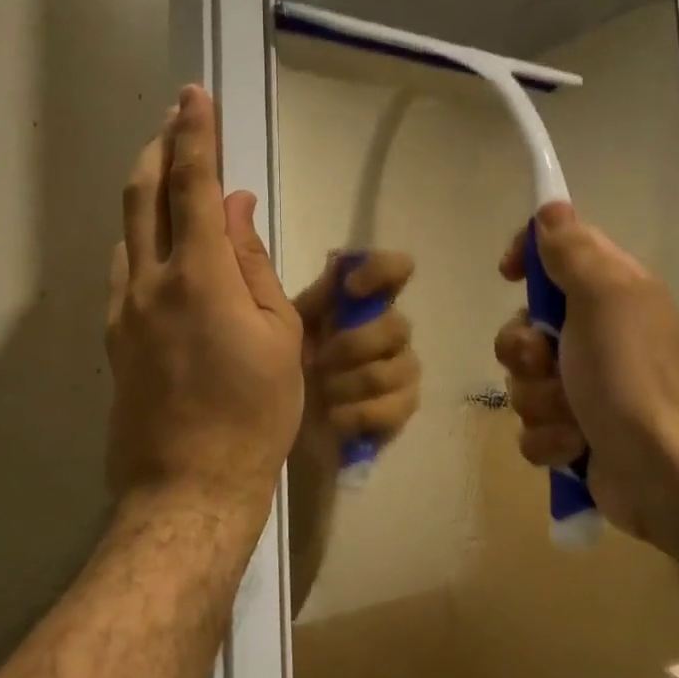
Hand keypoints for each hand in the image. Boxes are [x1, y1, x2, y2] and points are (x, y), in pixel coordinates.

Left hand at [105, 86, 303, 516]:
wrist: (189, 486)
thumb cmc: (254, 412)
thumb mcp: (278, 334)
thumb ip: (251, 262)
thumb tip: (237, 207)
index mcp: (200, 277)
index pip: (193, 186)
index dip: (195, 135)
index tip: (194, 96)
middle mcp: (150, 282)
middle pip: (143, 195)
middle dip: (159, 149)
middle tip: (174, 121)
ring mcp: (124, 310)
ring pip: (128, 230)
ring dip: (147, 192)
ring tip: (170, 177)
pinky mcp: (115, 337)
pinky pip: (125, 268)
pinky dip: (143, 239)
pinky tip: (161, 247)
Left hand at [292, 251, 420, 461]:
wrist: (277, 434)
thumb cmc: (278, 370)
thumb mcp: (279, 324)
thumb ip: (302, 287)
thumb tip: (316, 244)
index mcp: (358, 304)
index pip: (395, 270)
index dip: (381, 270)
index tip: (351, 287)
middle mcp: (387, 330)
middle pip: (398, 324)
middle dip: (353, 345)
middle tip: (319, 361)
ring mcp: (399, 371)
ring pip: (399, 366)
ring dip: (351, 382)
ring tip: (323, 393)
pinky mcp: (401, 409)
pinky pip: (397, 405)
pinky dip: (358, 413)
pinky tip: (336, 417)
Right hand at [494, 202, 678, 543]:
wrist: (663, 473)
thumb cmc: (630, 376)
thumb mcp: (604, 297)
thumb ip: (573, 250)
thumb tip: (551, 208)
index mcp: (610, 293)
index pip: (557, 252)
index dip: (528, 257)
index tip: (509, 273)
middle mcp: (596, 334)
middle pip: (524, 324)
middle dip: (525, 350)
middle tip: (548, 362)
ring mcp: (583, 386)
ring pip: (523, 378)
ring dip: (539, 399)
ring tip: (572, 416)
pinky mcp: (574, 433)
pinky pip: (532, 425)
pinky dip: (549, 438)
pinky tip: (575, 447)